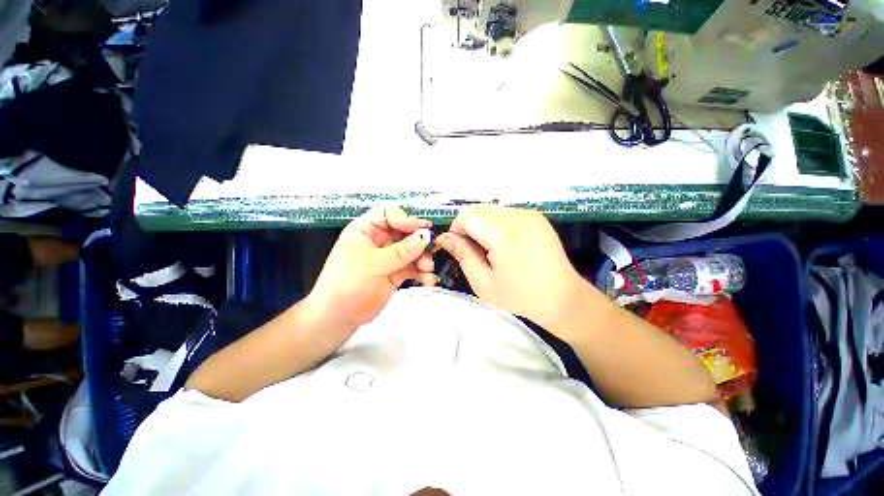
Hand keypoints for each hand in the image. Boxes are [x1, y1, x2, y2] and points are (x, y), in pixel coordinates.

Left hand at [306, 206, 435, 328]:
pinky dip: (422, 272)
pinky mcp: (396, 272)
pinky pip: (413, 267)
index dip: (407, 219)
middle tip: (431, 249)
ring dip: (423, 258)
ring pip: (412, 250)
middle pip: (405, 232)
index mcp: (366, 230)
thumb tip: (425, 237)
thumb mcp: (375, 264)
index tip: (424, 228)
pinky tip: (427, 279)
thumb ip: (402, 251)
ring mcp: (389, 256)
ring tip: (427, 268)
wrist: (339, 316)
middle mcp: (379, 240)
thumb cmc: (347, 285)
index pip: (389, 215)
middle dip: (419, 242)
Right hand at [435, 206, 587, 337]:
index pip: (466, 216)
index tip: (458, 250)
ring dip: (483, 226)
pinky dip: (497, 225)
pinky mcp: (537, 218)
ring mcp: (530, 214)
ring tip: (490, 251)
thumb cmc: (521, 299)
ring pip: (491, 210)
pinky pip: (507, 214)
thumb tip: (445, 238)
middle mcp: (517, 215)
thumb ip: (463, 254)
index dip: (456, 231)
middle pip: (478, 210)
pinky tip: (504, 245)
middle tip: (473, 252)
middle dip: (468, 227)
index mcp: (503, 231)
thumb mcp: (483, 282)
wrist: (565, 301)